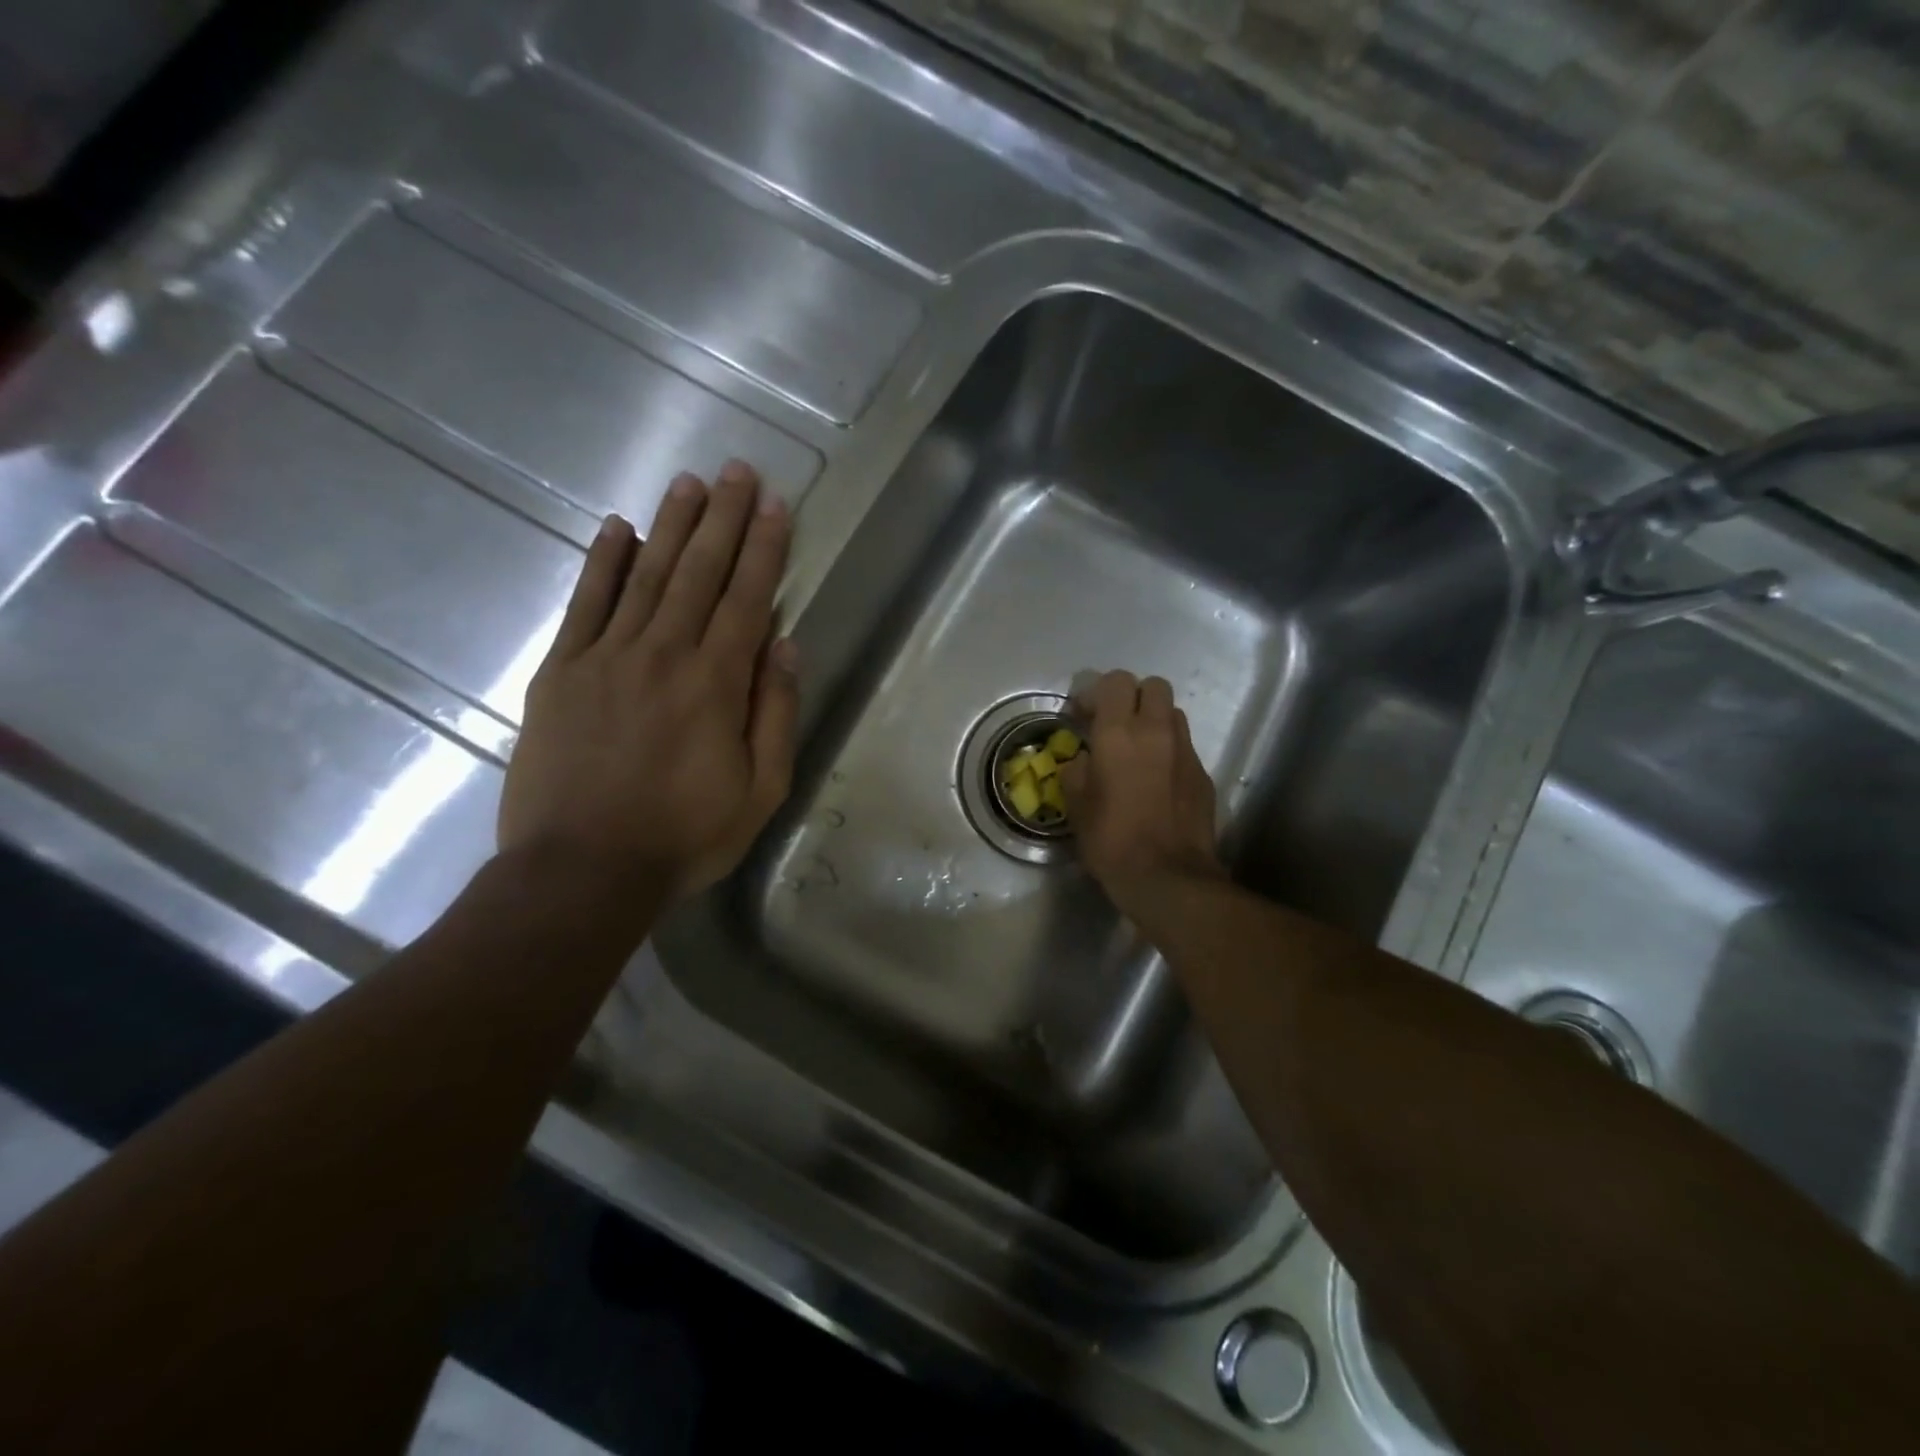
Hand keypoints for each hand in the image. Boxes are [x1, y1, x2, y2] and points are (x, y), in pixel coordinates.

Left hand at [498, 461, 798, 900]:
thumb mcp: (760, 790)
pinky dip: (602, 562)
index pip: (747, 598)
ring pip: (645, 575)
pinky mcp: (561, 671)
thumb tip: (784, 645)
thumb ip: (775, 713)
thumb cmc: (684, 836)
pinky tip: (617, 528)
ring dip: (671, 525)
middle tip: (738, 470)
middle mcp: (663, 654)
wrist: (581, 871)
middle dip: (723, 518)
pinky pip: (585, 604)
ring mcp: (606, 657)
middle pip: (698, 572)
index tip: (775, 504)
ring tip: (689, 482)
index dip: (764, 548)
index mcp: (715, 683)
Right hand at [1059, 671, 1224, 912]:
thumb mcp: (1076, 806)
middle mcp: (1156, 732)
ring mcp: (1186, 751)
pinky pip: (1185, 747)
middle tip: (1115, 725)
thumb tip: (1082, 760)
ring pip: (1173, 714)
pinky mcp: (1203, 774)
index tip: (1083, 716)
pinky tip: (1157, 781)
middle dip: (1133, 698)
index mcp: (1119, 734)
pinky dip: (1169, 752)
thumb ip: (1076, 771)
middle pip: (1153, 686)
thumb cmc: (1112, 841)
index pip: (1116, 681)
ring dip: (1154, 722)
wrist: (1167, 877)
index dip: (1098, 692)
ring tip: (1138, 750)